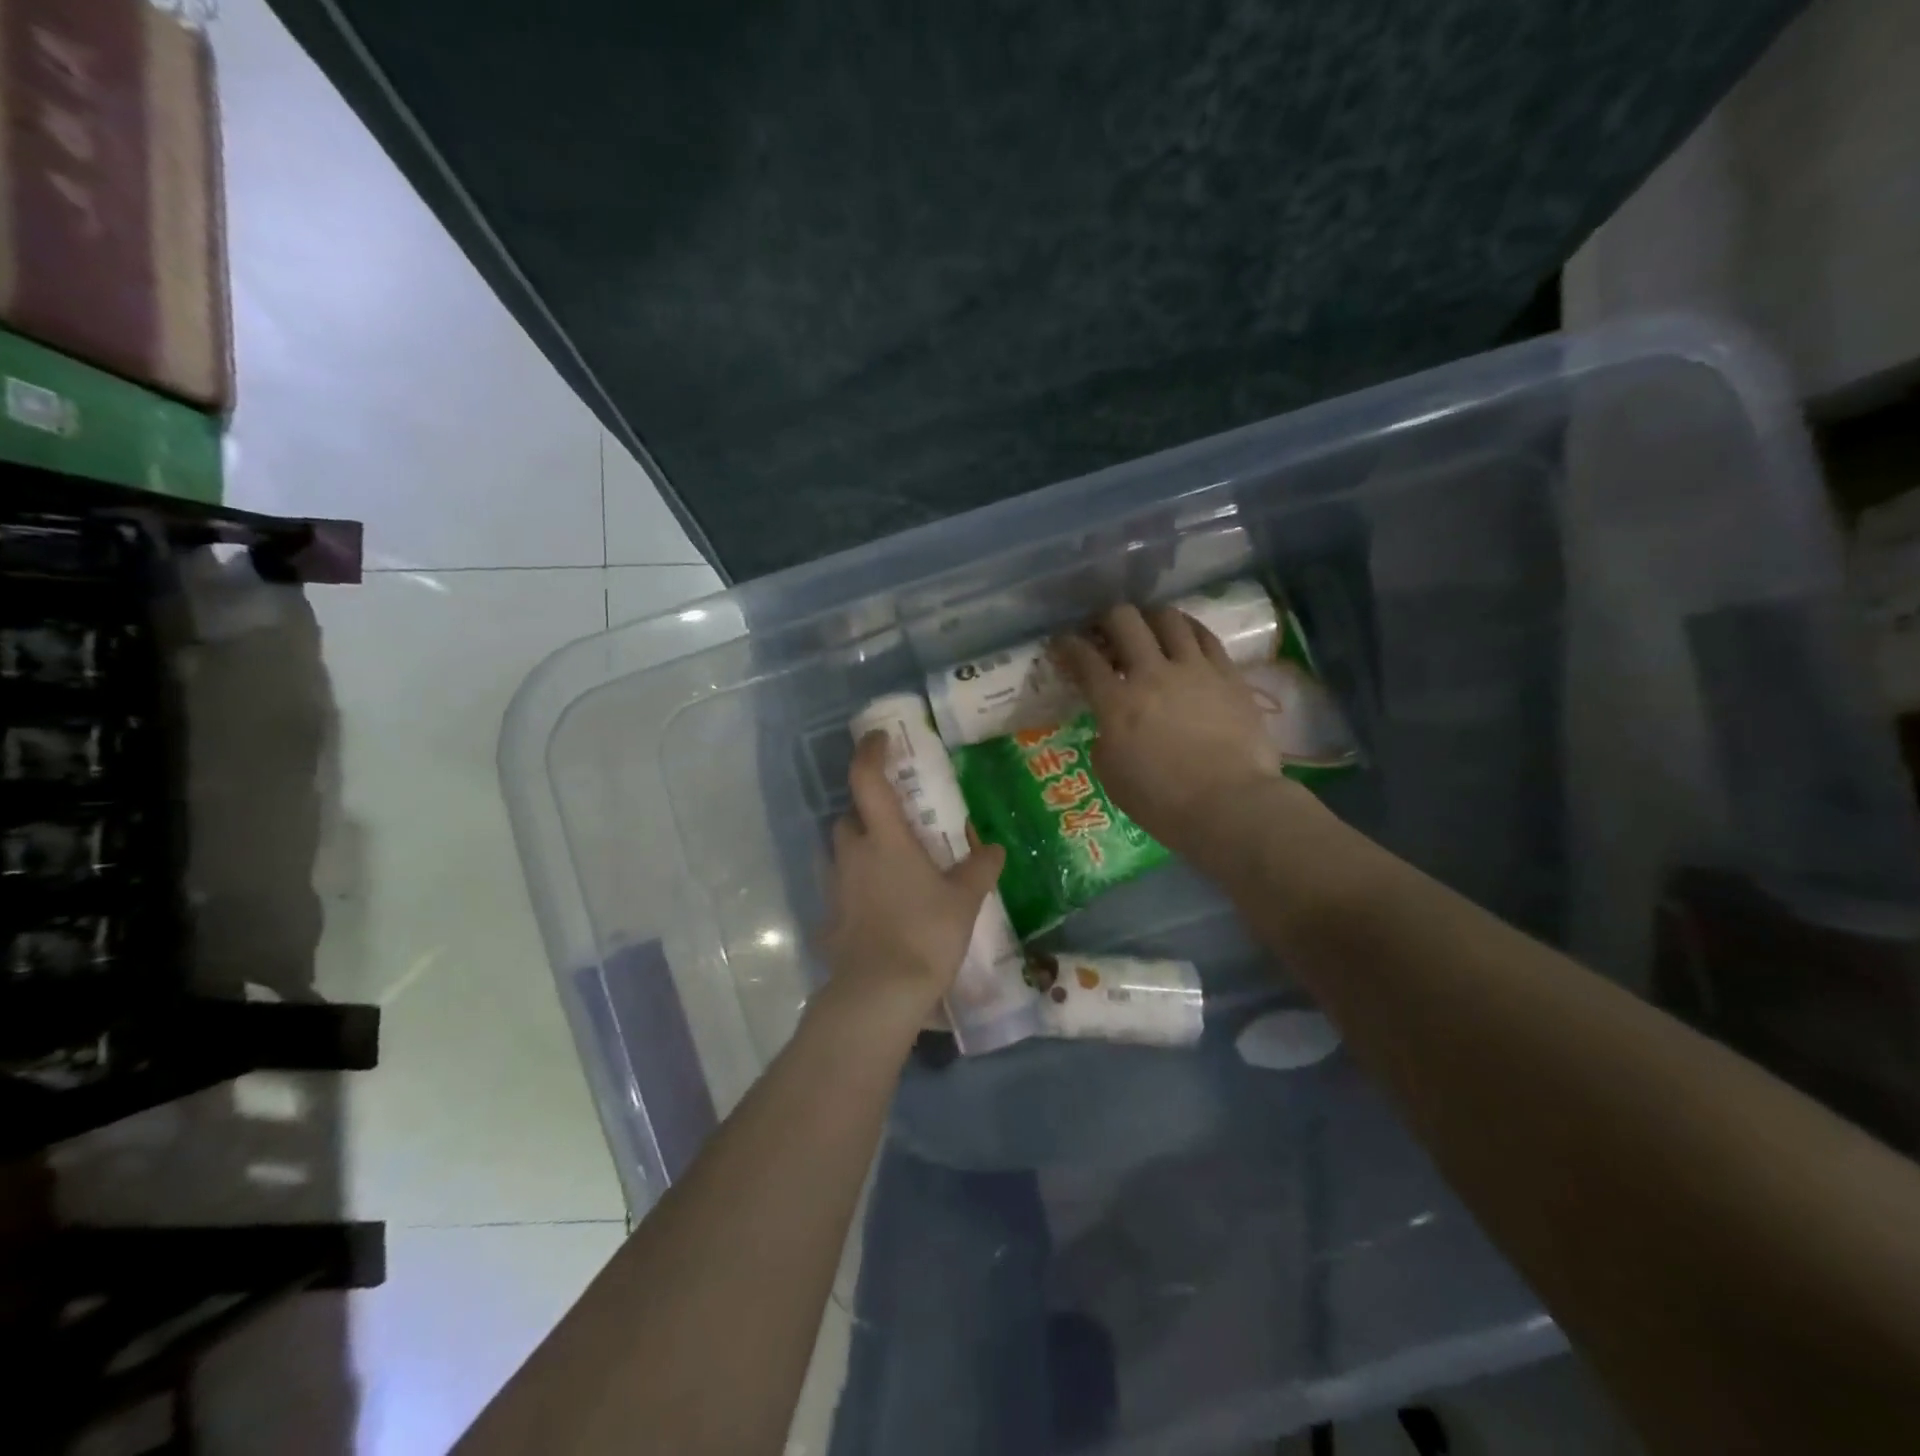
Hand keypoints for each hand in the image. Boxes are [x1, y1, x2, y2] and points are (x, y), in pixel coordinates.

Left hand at [814, 731, 1006, 1037]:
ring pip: (839, 853)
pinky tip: (876, 908)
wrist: (879, 992)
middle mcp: (852, 854)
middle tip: (894, 823)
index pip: (867, 779)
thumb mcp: (963, 900)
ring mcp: (835, 887)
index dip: (870, 752)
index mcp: (885, 838)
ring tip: (887, 865)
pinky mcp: (828, 919)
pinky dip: (854, 890)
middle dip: (865, 812)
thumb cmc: (925, 933)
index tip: (879, 738)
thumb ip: (980, 869)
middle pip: (848, 817)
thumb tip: (996, 848)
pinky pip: (839, 892)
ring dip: (858, 850)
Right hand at [1053, 604, 1296, 856]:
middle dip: (1106, 619)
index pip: (1083, 658)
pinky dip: (1188, 630)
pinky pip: (1205, 636)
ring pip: (1167, 618)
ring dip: (1150, 618)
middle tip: (1105, 632)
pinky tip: (1184, 636)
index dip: (1067, 645)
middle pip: (1124, 620)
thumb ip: (1105, 740)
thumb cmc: (1163, 803)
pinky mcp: (1228, 674)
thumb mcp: (1113, 777)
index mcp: (1117, 704)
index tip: (1062, 643)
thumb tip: (1112, 726)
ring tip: (1148, 629)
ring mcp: (1194, 669)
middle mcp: (1152, 674)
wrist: (1230, 806)